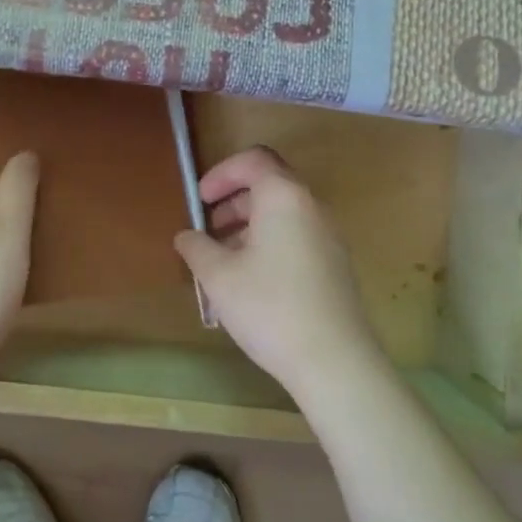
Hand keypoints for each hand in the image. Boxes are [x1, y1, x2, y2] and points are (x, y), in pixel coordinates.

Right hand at [174, 147, 384, 400]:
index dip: (221, 173)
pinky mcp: (335, 264)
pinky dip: (270, 241)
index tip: (200, 199)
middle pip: (270, 184)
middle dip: (233, 200)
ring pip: (283, 213)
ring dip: (250, 224)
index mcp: (284, 197)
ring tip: (224, 258)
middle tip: (208, 228)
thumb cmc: (270, 308)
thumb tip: (187, 236)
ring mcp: (328, 236)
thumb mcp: (218, 277)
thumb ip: (196, 247)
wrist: (335, 361)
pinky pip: (297, 236)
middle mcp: (311, 207)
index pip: (253, 160)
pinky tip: (252, 279)